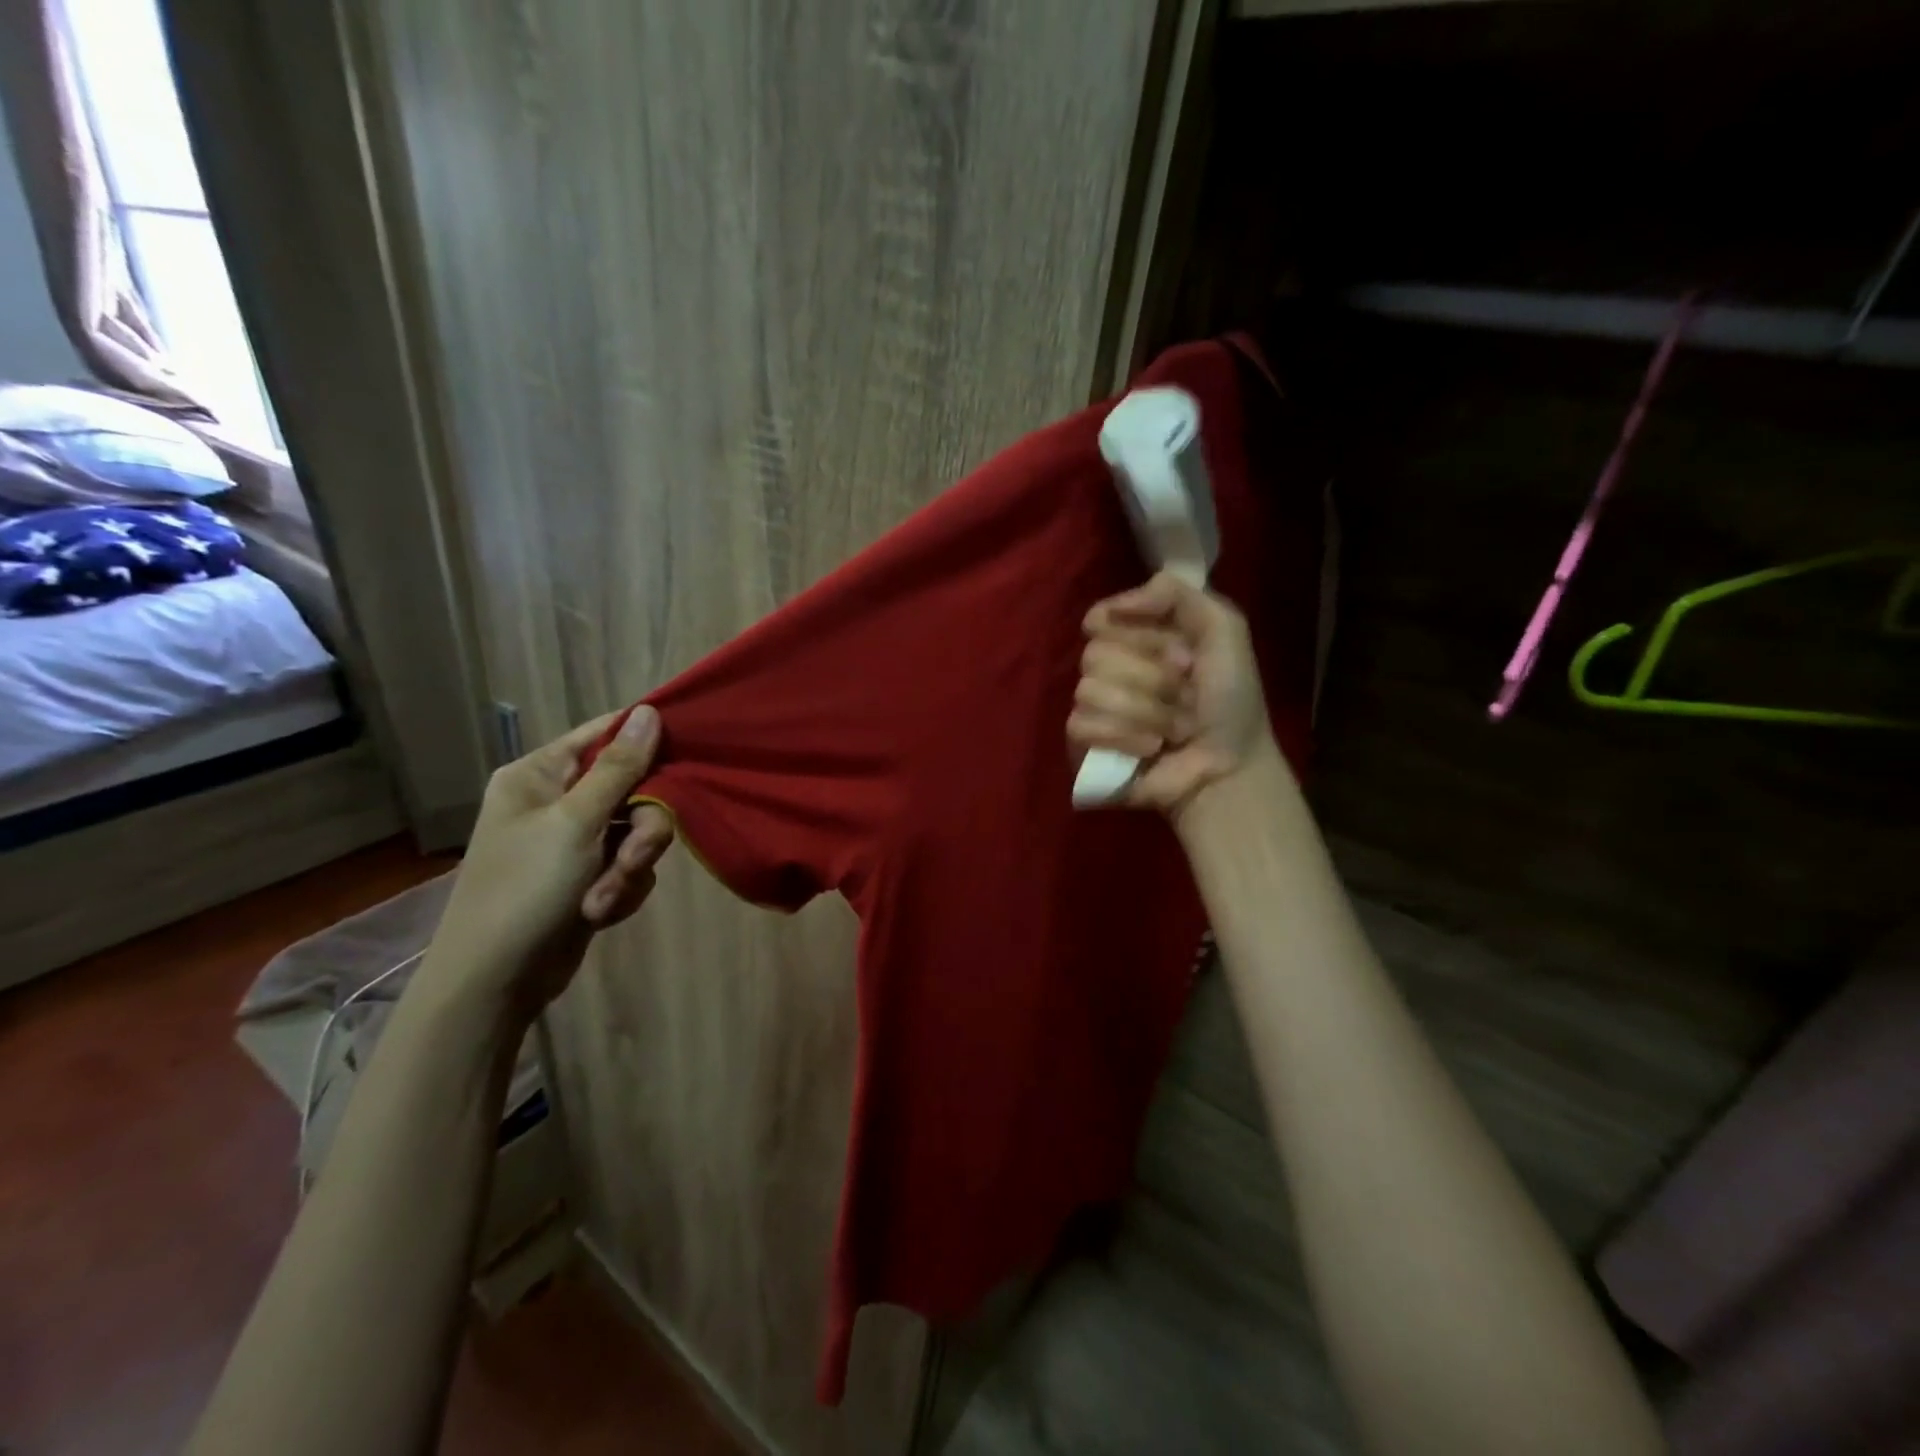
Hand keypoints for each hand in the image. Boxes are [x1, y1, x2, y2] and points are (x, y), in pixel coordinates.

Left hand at [422, 708, 674, 1022]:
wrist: (496, 981)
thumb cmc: (526, 889)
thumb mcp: (576, 823)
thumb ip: (619, 768)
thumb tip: (650, 711)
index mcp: (540, 774)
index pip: (605, 734)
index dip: (646, 741)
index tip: (686, 752)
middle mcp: (558, 800)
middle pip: (634, 788)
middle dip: (640, 830)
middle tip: (633, 858)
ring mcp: (575, 840)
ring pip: (639, 831)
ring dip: (630, 867)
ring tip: (602, 900)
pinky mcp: (589, 874)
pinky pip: (630, 864)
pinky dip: (621, 888)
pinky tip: (599, 912)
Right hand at [1068, 571, 1276, 817]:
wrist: (1231, 766)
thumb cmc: (1231, 699)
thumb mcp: (1223, 628)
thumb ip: (1175, 593)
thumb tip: (1110, 607)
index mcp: (1134, 637)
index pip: (1101, 618)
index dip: (1141, 636)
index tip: (1182, 654)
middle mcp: (1108, 669)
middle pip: (1094, 654)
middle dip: (1151, 678)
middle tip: (1185, 696)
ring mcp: (1092, 709)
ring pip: (1089, 690)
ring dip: (1145, 712)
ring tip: (1174, 729)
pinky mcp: (1082, 747)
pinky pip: (1081, 726)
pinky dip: (1124, 738)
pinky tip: (1151, 749)